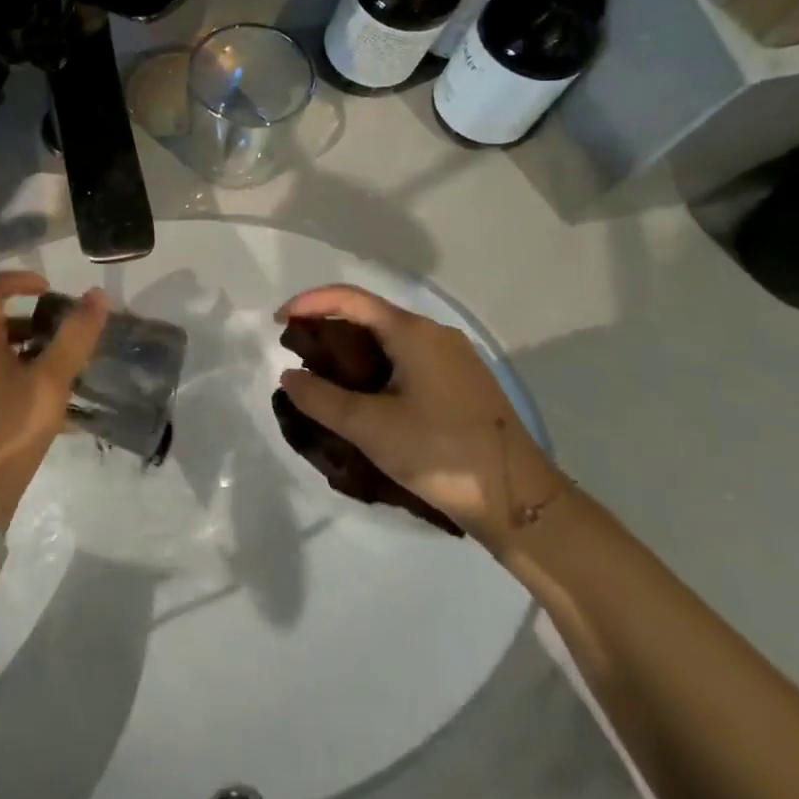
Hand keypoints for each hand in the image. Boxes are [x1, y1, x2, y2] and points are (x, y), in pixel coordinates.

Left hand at [0, 272, 108, 528]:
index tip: (50, 290)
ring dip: (38, 352)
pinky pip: (4, 379)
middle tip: (71, 335)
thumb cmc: (12, 427)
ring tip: (71, 371)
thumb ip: (75, 336)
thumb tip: (97, 295)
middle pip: (3, 322)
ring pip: (5, 353)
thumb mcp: (51, 380)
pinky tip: (59, 406)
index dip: (19, 280)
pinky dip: (30, 377)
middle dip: (40, 321)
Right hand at [276, 284, 564, 548]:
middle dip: (327, 326)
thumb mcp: (370, 428)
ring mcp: (453, 357)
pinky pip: (407, 357)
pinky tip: (365, 394)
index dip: (308, 302)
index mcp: (413, 332)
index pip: (349, 298)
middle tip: (297, 352)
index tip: (277, 323)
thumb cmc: (441, 453)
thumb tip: (288, 376)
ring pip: (389, 337)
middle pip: (369, 314)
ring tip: (324, 375)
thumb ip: (321, 398)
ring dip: (351, 348)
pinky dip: (376, 364)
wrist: (521, 500)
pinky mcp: (462, 382)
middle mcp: (435, 333)